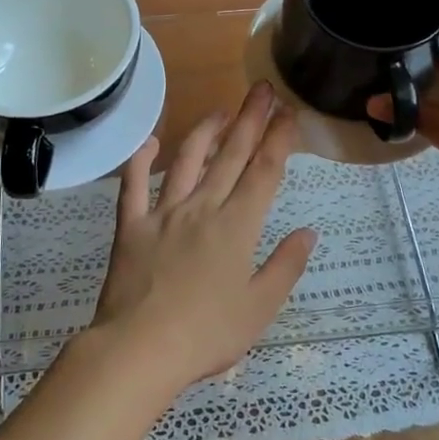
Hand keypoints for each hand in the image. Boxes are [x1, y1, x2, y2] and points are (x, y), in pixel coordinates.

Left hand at [86, 82, 316, 396]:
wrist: (139, 349)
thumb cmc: (207, 335)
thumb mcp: (260, 307)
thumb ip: (286, 266)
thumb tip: (308, 231)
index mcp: (236, 227)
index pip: (264, 172)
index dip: (279, 140)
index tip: (289, 113)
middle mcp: (202, 208)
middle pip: (230, 156)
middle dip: (250, 120)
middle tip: (262, 90)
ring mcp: (162, 214)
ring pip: (186, 161)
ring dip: (205, 131)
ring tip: (220, 110)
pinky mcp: (130, 226)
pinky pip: (132, 186)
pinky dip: (140, 161)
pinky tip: (150, 142)